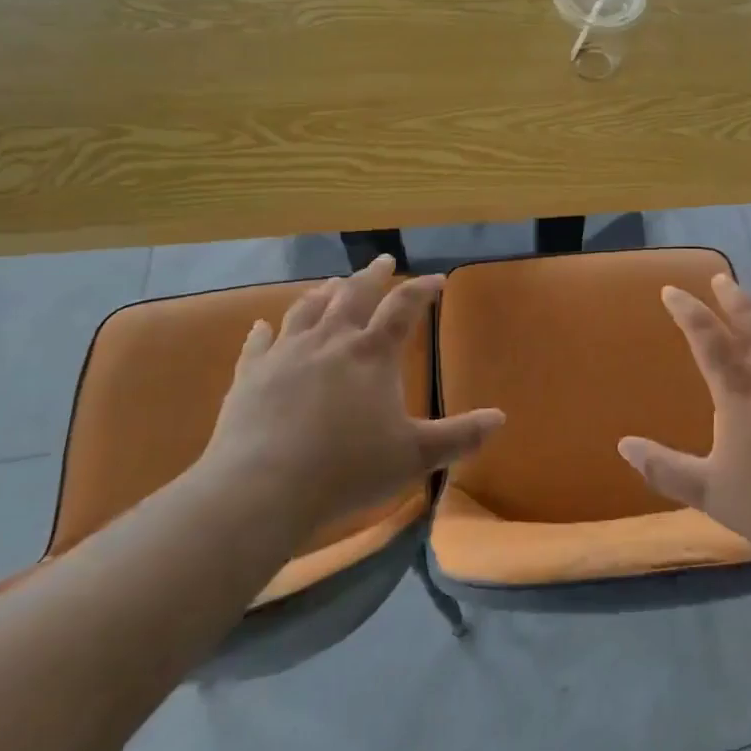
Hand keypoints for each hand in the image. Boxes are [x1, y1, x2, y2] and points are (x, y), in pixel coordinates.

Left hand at [199, 256, 503, 535]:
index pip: (403, 307)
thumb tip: (500, 418)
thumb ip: (459, 436)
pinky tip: (261, 325)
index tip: (437, 279)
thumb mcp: (414, 456)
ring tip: (332, 283)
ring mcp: (286, 355)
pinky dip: (263, 331)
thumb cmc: (347, 469)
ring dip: (323, 293)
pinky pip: (258, 344)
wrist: (261, 489)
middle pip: (354, 295)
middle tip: (383, 261)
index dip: (422, 289)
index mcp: (372, 354)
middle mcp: (330, 341)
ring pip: (307, 310)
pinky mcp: (250, 376)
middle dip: (371, 276)